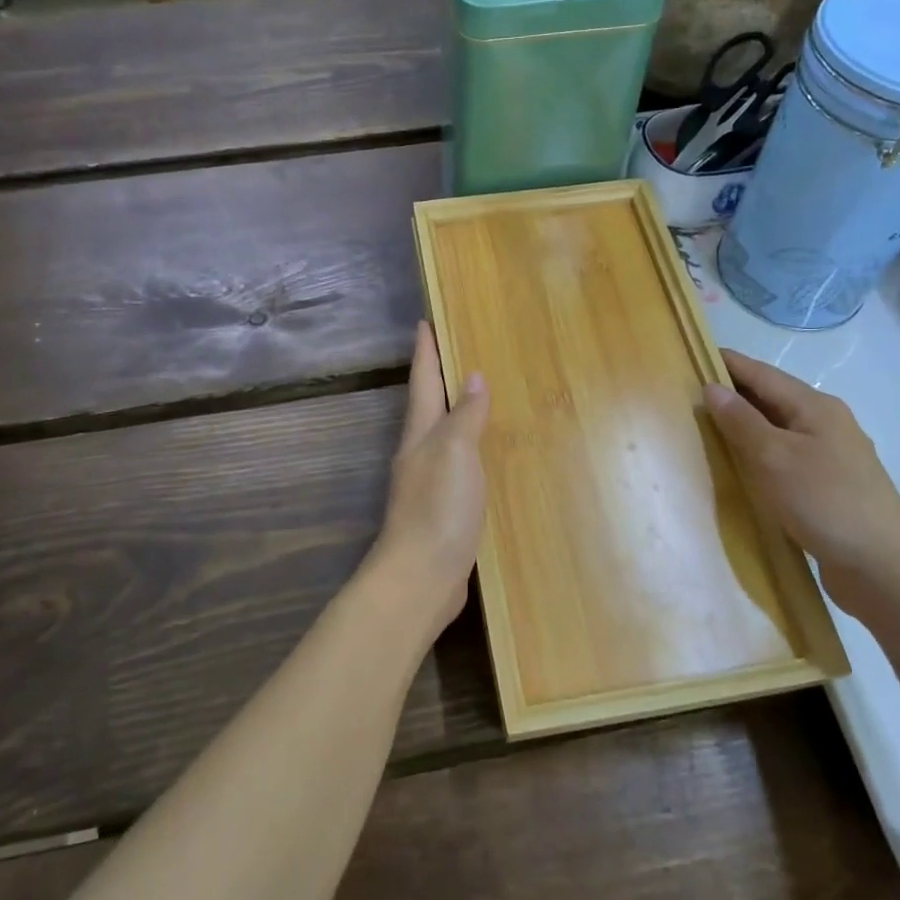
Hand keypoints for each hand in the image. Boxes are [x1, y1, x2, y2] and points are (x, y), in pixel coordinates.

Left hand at [369, 321, 488, 642]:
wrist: (421, 577)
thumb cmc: (438, 507)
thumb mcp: (455, 452)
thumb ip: (465, 416)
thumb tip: (473, 378)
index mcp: (420, 434)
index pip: (424, 382)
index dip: (425, 351)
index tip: (424, 322)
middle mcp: (418, 454)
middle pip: (428, 406)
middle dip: (437, 378)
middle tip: (453, 352)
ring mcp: (427, 484)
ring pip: (440, 436)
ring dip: (453, 413)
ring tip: (473, 397)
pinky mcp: (440, 511)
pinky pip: (455, 466)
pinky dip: (466, 450)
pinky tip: (481, 456)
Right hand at [704, 350, 899, 609]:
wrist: (882, 567)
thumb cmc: (824, 501)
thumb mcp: (773, 457)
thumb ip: (741, 421)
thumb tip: (712, 387)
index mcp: (816, 407)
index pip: (763, 374)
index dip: (728, 364)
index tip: (694, 354)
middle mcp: (827, 423)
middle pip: (773, 398)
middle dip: (735, 393)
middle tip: (691, 393)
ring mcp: (832, 456)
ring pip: (779, 428)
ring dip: (746, 424)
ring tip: (709, 427)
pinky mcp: (830, 486)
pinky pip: (786, 456)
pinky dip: (760, 452)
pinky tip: (743, 466)